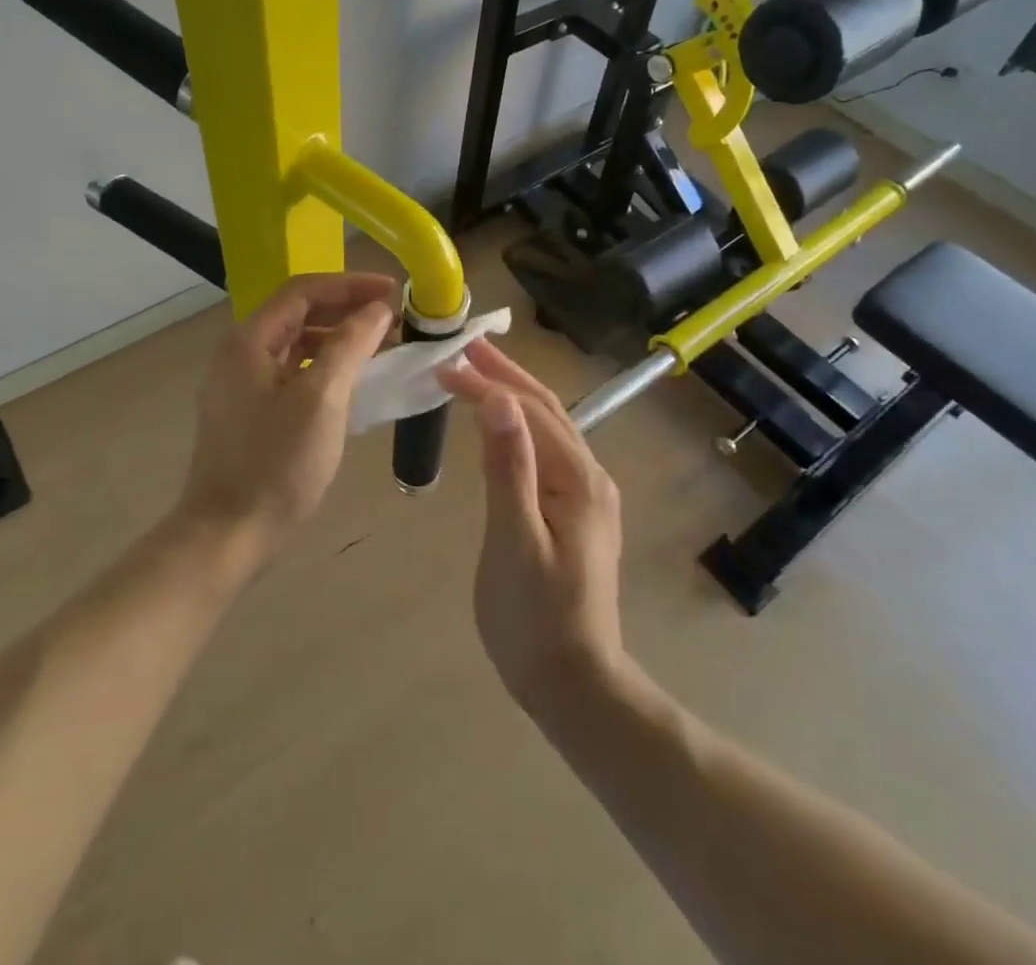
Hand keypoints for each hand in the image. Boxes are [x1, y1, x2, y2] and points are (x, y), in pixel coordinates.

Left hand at [177, 271, 398, 568]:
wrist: (228, 534)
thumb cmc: (277, 463)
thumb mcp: (322, 398)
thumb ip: (350, 344)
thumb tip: (377, 310)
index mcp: (250, 339)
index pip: (304, 290)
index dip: (351, 284)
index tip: (393, 291)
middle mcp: (241, 352)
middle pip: (300, 312)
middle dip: (347, 309)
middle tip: (394, 318)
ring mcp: (243, 382)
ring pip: (298, 342)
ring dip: (339, 337)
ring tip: (382, 345)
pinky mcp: (251, 409)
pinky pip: (294, 370)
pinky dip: (325, 365)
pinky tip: (353, 379)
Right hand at [440, 340, 625, 714]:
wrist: (575, 686)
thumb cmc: (535, 617)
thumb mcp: (514, 539)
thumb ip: (509, 466)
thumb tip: (498, 398)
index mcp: (578, 478)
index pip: (529, 410)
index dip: (487, 383)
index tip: (445, 365)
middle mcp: (590, 477)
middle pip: (546, 411)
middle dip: (505, 376)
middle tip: (465, 348)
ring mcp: (587, 496)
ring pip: (548, 430)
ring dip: (513, 397)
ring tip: (478, 374)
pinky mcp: (577, 514)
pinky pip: (546, 454)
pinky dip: (520, 428)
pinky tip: (502, 427)